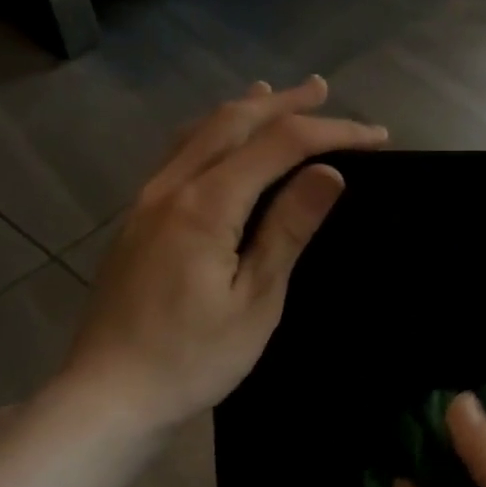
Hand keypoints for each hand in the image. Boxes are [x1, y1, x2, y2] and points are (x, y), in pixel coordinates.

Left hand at [62, 78, 386, 436]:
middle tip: (323, 90)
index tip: (376, 137)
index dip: (331, 133)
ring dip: (243, 109)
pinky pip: (178, 154)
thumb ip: (288, 229)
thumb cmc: (192, 358)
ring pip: (199, 131)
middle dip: (283, 103)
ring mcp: (147, 200)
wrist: (109, 397)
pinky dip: (210, 132)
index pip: (278, 145)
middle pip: (233, 122)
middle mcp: (171, 187)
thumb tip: (329, 172)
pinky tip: (218, 139)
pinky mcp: (137, 219)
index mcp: (205, 204)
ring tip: (273, 93)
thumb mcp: (256, 299)